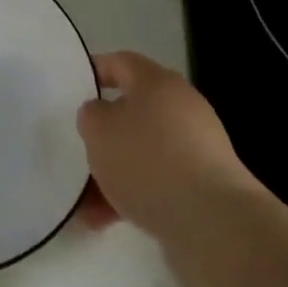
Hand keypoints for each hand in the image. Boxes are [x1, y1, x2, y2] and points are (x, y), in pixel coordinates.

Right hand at [76, 52, 260, 240]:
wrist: (214, 223)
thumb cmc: (148, 161)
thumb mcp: (99, 129)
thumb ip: (91, 115)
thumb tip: (101, 115)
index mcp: (157, 82)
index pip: (121, 63)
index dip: (95, 71)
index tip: (73, 89)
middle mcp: (181, 107)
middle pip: (133, 112)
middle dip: (104, 135)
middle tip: (80, 150)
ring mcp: (197, 148)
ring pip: (143, 152)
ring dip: (114, 173)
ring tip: (85, 204)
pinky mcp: (205, 186)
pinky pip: (159, 182)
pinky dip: (134, 196)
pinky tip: (107, 221)